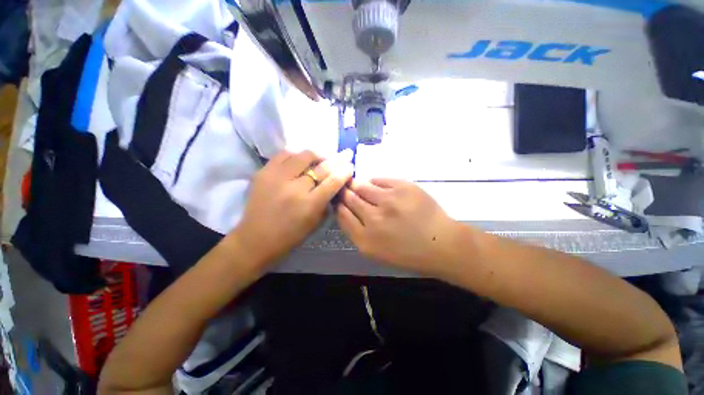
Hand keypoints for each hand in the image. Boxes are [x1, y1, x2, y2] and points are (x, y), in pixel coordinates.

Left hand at [234, 150, 353, 267]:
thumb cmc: (290, 236)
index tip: (350, 166)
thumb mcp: (315, 222)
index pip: (332, 181)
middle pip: (320, 166)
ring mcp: (277, 177)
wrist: (255, 238)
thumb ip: (327, 201)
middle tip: (345, 154)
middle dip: (337, 159)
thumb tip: (335, 183)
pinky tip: (302, 158)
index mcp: (309, 204)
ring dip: (317, 154)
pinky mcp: (263, 172)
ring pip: (302, 155)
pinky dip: (296, 154)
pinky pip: (284, 154)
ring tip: (322, 157)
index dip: (344, 171)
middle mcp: (294, 188)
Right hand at [336, 179, 459, 276]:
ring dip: (357, 185)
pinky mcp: (403, 187)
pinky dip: (374, 182)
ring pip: (362, 186)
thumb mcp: (376, 252)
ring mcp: (389, 200)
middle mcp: (374, 218)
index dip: (338, 205)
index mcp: (366, 239)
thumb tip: (344, 209)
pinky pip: (379, 179)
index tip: (339, 200)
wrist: (441, 244)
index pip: (342, 214)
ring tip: (360, 185)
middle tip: (345, 189)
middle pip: (349, 198)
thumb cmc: (407, 252)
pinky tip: (377, 187)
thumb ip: (356, 231)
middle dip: (345, 192)